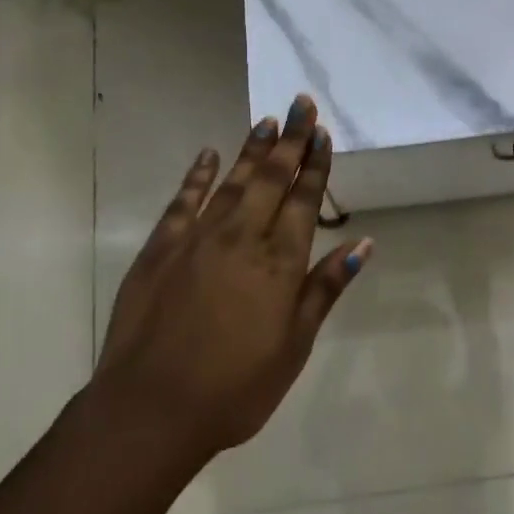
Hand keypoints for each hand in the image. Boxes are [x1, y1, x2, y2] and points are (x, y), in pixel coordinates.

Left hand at [93, 95, 372, 457]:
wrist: (150, 409)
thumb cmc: (235, 387)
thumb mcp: (294, 345)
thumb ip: (325, 288)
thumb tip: (363, 244)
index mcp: (279, 262)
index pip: (304, 200)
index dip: (315, 165)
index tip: (322, 133)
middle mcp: (242, 236)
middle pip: (272, 178)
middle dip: (290, 139)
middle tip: (301, 103)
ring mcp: (198, 238)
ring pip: (233, 181)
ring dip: (252, 150)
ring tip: (267, 121)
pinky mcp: (161, 247)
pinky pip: (184, 200)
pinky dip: (199, 175)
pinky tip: (209, 155)